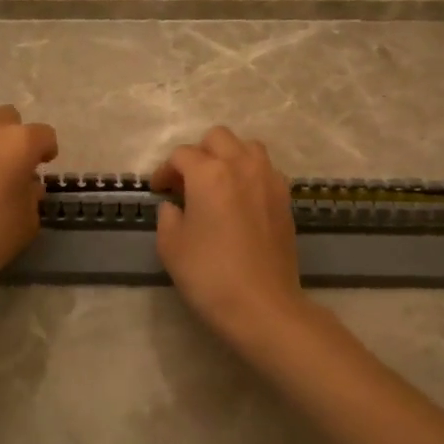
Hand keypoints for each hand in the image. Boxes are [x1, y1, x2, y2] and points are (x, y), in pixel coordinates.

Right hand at [150, 126, 308, 348]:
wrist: (262, 305)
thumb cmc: (209, 275)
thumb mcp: (171, 247)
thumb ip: (167, 217)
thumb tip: (174, 205)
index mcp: (208, 173)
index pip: (182, 155)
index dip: (165, 170)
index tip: (159, 190)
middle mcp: (241, 166)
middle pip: (217, 138)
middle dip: (199, 153)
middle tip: (187, 182)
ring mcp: (268, 180)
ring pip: (247, 147)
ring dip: (229, 157)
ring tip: (218, 184)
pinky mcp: (285, 198)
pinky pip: (266, 169)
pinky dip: (250, 174)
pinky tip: (241, 200)